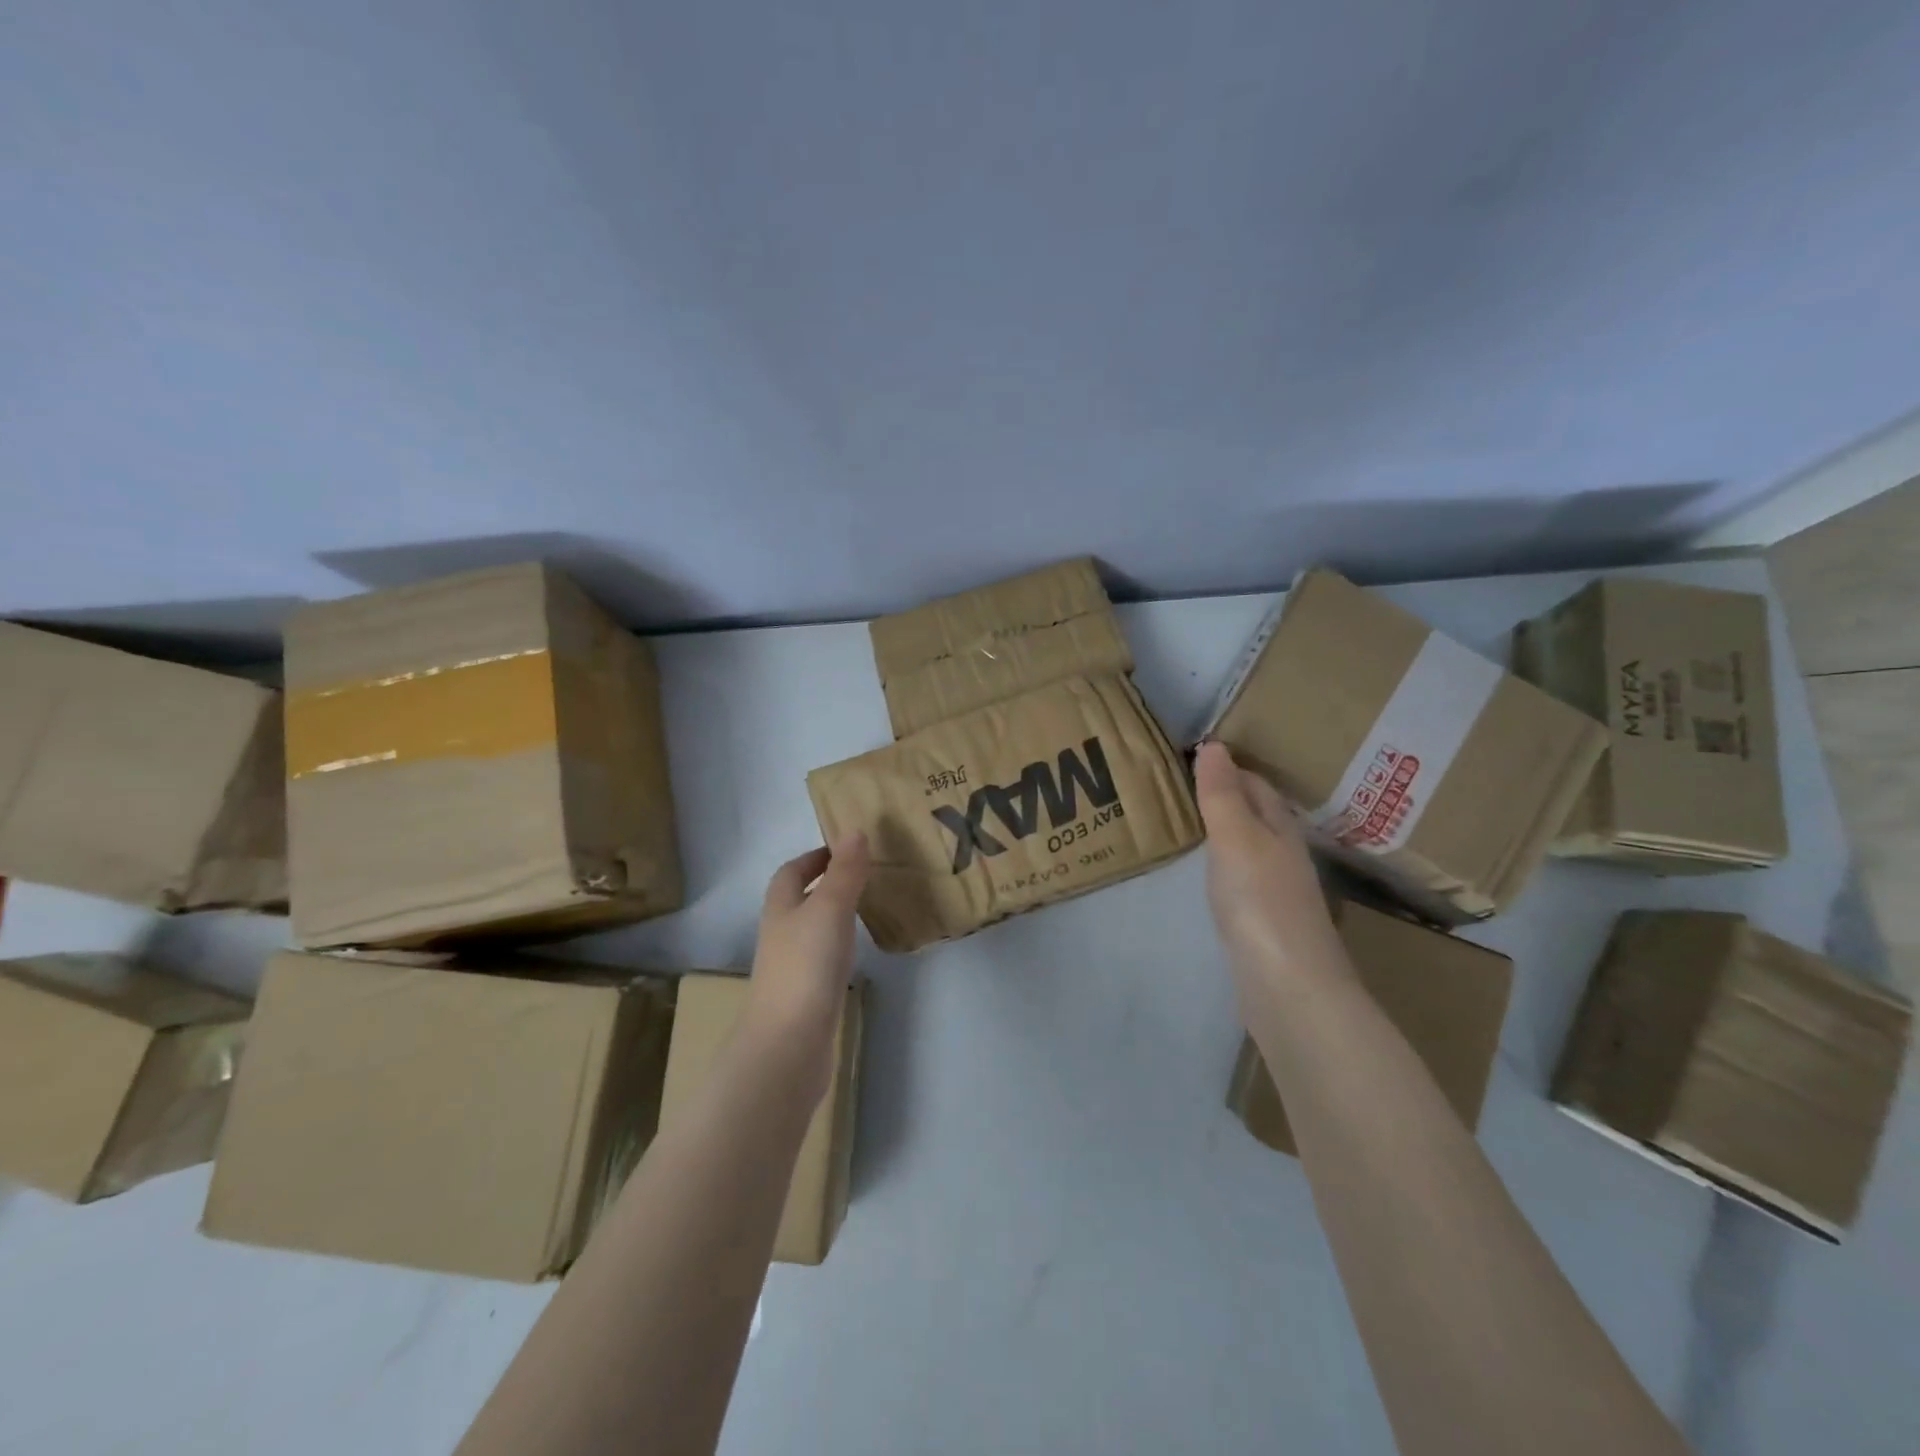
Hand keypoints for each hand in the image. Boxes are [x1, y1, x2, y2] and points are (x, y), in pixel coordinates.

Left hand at [741, 834, 870, 1100]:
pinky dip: (838, 948)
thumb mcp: (829, 909)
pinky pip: (822, 959)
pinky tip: (857, 953)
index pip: (791, 872)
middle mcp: (781, 934)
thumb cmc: (806, 966)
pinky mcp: (805, 996)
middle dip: (824, 884)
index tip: (845, 849)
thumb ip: (844, 872)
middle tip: (864, 875)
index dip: (814, 857)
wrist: (788, 1044)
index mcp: (781, 908)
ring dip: (832, 916)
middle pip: (798, 901)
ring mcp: (791, 968)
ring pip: (811, 930)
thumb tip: (855, 830)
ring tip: (867, 908)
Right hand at [1193, 742, 1348, 1002]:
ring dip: (1221, 830)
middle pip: (1254, 813)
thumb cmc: (1261, 903)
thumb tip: (1214, 744)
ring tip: (1183, 821)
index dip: (1225, 767)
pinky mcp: (1264, 922)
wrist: (1290, 988)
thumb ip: (1221, 795)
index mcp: (1280, 828)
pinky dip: (1220, 863)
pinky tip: (1204, 873)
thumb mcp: (1236, 838)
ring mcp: (1277, 891)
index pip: (1254, 784)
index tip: (1187, 756)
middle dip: (1223, 795)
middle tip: (1176, 785)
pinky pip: (1240, 876)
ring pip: (1247, 845)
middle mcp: (1283, 854)